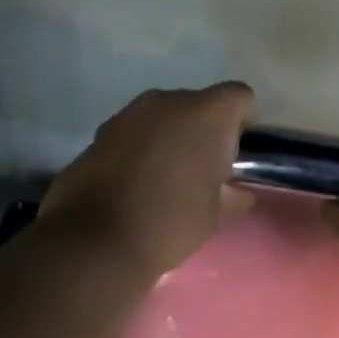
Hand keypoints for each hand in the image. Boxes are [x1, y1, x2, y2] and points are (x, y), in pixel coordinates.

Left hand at [38, 83, 255, 280]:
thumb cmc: (169, 223)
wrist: (95, 239)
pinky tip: (134, 184)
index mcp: (206, 114)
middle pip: (198, 104)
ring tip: (166, 179)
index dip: (243, 123)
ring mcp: (128, 113)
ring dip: (169, 138)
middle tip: (203, 172)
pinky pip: (133, 134)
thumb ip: (232, 196)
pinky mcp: (99, 132)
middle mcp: (167, 101)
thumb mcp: (214, 216)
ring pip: (162, 117)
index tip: (238, 156)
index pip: (239, 98)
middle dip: (204, 131)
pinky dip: (140, 149)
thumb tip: (238, 192)